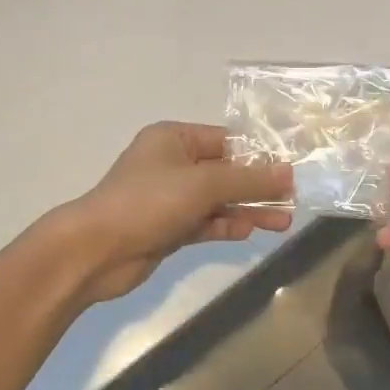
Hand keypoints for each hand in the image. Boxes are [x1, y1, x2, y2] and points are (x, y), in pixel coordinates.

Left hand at [49, 122, 293, 304]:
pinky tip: (250, 230)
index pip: (226, 141)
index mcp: (174, 138)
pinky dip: (226, 224)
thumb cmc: (148, 202)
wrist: (95, 251)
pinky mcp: (168, 227)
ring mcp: (169, 197)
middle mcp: (172, 163)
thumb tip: (288, 173)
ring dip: (247, 208)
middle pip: (225, 171)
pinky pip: (205, 221)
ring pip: (218, 199)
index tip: (292, 169)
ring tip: (283, 222)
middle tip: (293, 199)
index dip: (259, 155)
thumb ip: (248, 179)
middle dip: (257, 186)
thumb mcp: (203, 184)